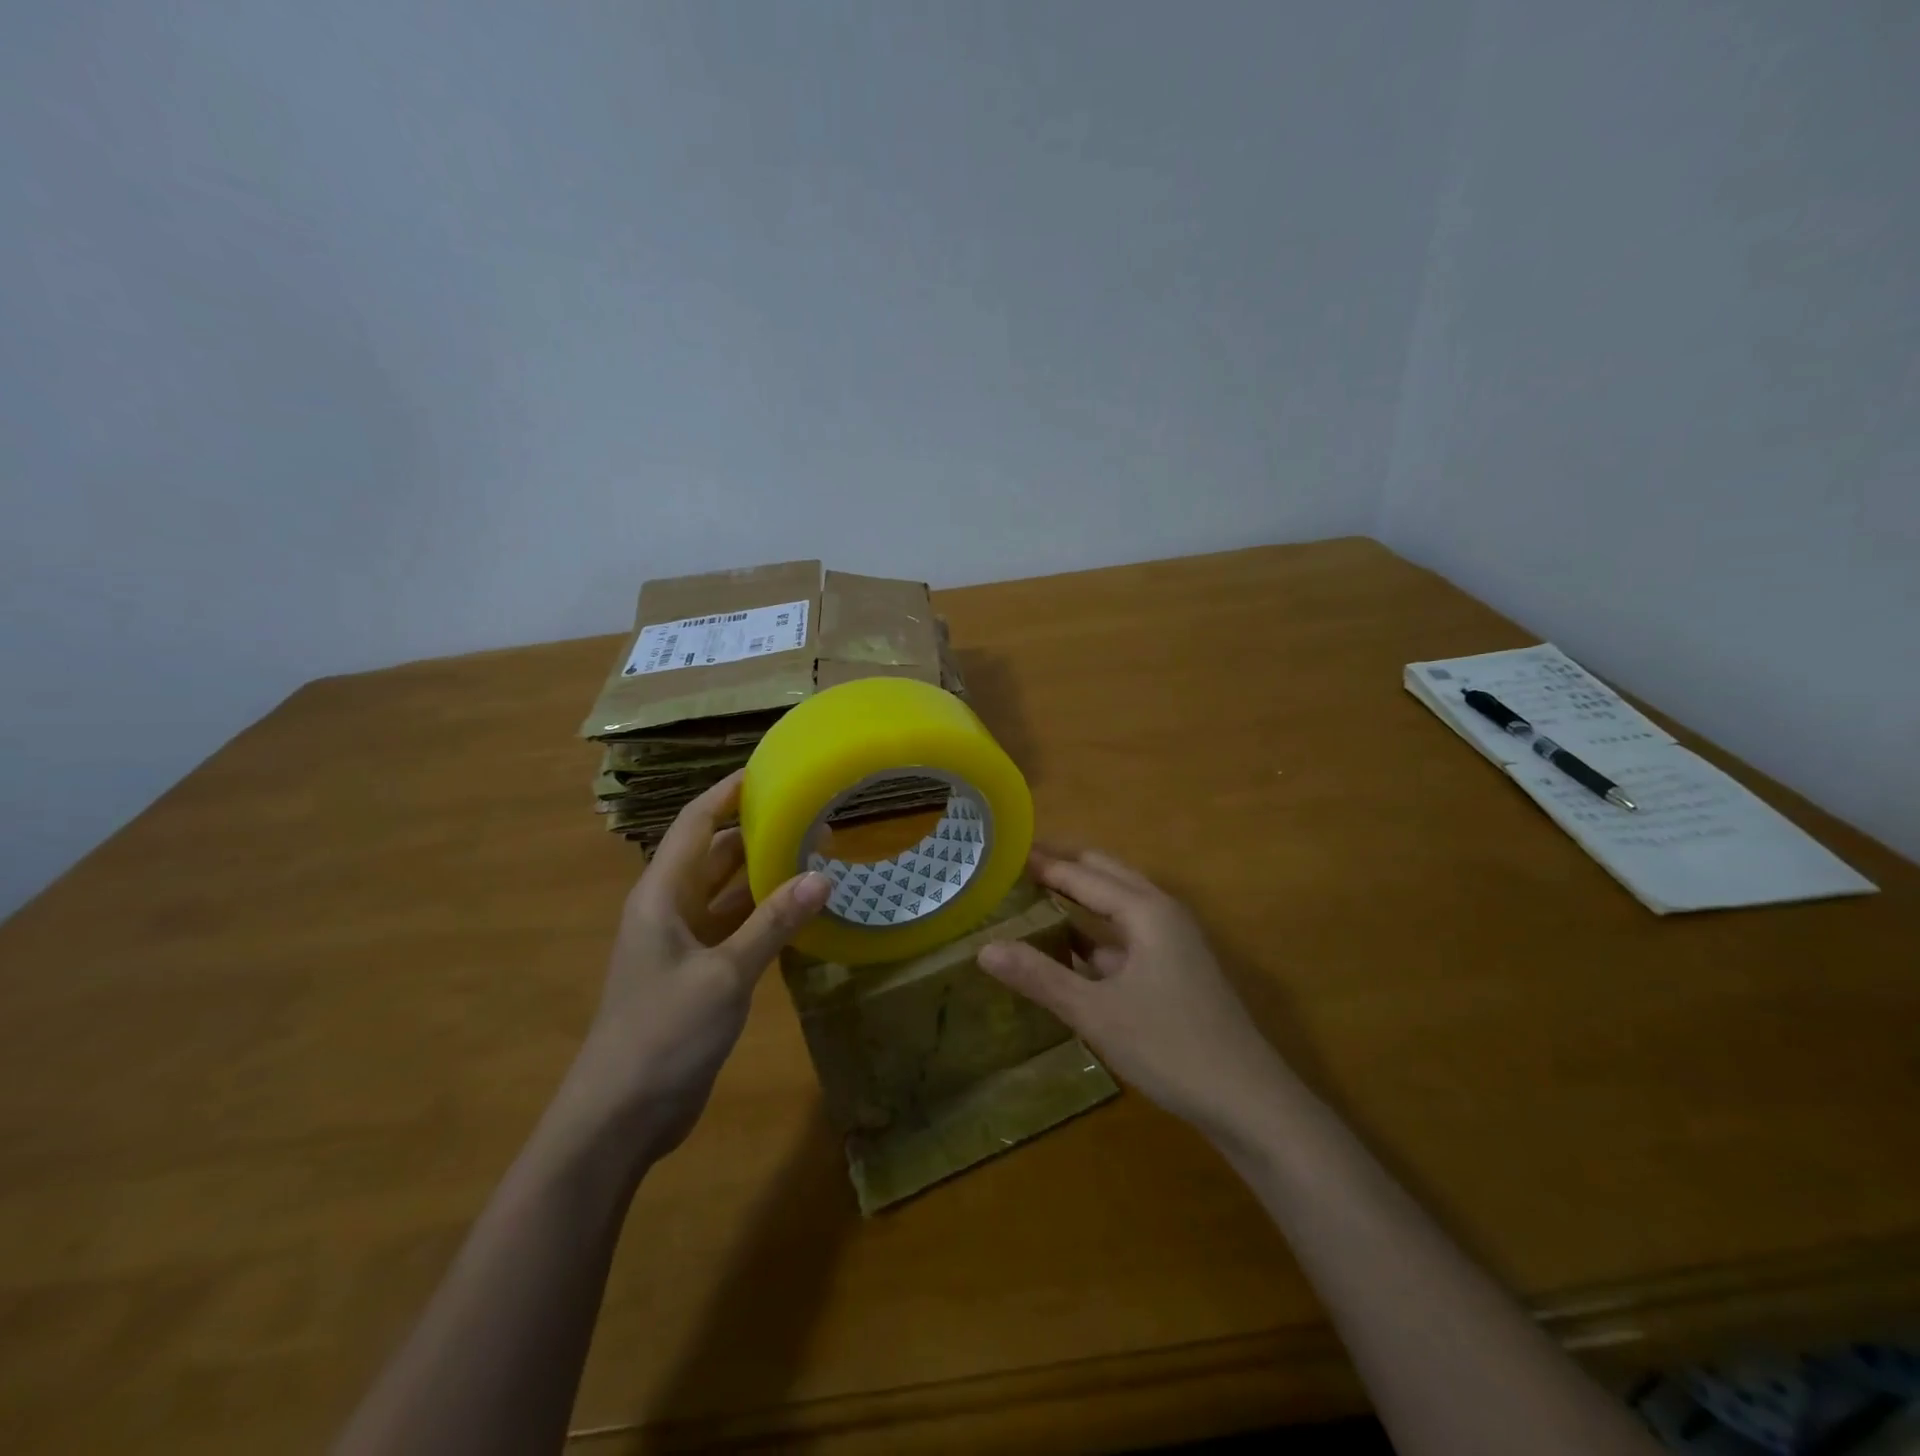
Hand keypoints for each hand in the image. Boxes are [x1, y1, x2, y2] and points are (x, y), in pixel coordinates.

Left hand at [556, 771, 830, 1164]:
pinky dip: (763, 916)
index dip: (726, 793)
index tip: (768, 770)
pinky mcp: (696, 974)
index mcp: (661, 895)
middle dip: (756, 832)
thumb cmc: (663, 1033)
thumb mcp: (725, 974)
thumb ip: (773, 923)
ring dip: (763, 875)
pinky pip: (733, 929)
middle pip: (714, 854)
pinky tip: (800, 913)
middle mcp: (669, 910)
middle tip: (810, 814)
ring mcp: (681, 944)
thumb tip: (824, 875)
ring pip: (726, 893)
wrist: (619, 1117)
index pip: (695, 824)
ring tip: (815, 855)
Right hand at [978, 849, 1287, 1139]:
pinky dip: (1095, 934)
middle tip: (1015, 869)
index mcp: (1146, 910)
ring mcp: (1173, 941)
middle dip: (1063, 868)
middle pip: (1105, 876)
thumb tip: (983, 949)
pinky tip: (1068, 950)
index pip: (1082, 874)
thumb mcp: (1095, 1012)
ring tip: (1033, 899)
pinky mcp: (1175, 969)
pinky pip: (1127, 935)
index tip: (1004, 851)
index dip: (1043, 863)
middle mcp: (1162, 913)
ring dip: (1080, 899)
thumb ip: (1040, 977)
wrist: (1248, 1101)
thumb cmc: (1170, 1046)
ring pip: (1118, 906)